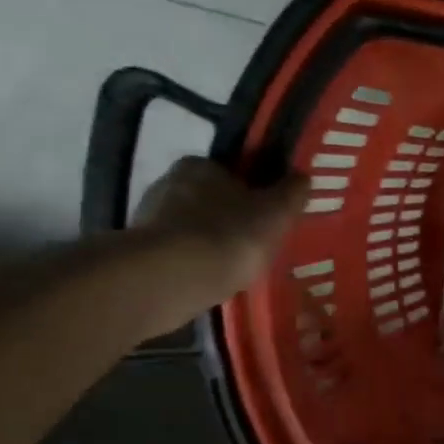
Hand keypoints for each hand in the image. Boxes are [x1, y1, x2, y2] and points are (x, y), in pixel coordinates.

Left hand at [129, 158, 305, 329]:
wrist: (174, 277)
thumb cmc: (231, 235)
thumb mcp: (275, 213)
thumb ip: (291, 194)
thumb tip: (302, 177)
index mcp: (201, 165)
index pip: (232, 172)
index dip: (253, 192)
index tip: (267, 215)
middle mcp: (169, 182)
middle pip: (210, 198)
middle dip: (230, 217)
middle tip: (254, 243)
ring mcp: (150, 217)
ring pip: (192, 226)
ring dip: (210, 241)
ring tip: (235, 267)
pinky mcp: (141, 250)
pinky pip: (178, 252)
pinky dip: (195, 262)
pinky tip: (212, 279)